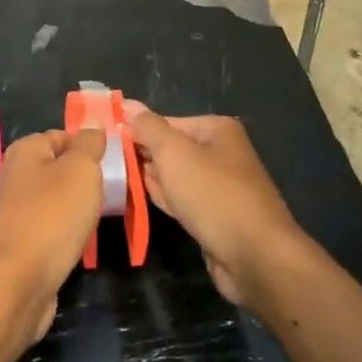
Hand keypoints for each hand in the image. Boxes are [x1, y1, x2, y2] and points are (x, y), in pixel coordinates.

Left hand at [0, 128, 105, 344]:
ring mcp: (12, 212)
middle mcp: (13, 176)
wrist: (17, 283)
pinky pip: (47, 229)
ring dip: (74, 211)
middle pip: (57, 170)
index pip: (62, 136)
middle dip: (82, 182)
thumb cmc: (52, 217)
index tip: (109, 166)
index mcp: (24, 151)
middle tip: (105, 194)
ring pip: (53, 202)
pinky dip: (63, 235)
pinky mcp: (16, 244)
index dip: (87, 148)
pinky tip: (75, 245)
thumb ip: (89, 144)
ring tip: (93, 221)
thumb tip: (93, 128)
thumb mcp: (81, 169)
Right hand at [126, 103, 305, 309]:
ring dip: (150, 180)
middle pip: (171, 149)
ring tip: (115, 181)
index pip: (166, 122)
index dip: (136, 131)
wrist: (256, 258)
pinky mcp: (217, 217)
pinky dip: (165, 199)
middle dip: (143, 156)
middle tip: (106, 164)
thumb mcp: (174, 153)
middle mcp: (221, 153)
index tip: (105, 142)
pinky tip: (139, 200)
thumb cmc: (213, 195)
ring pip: (176, 177)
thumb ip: (148, 127)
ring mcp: (221, 187)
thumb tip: (126, 103)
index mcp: (216, 129)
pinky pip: (184, 201)